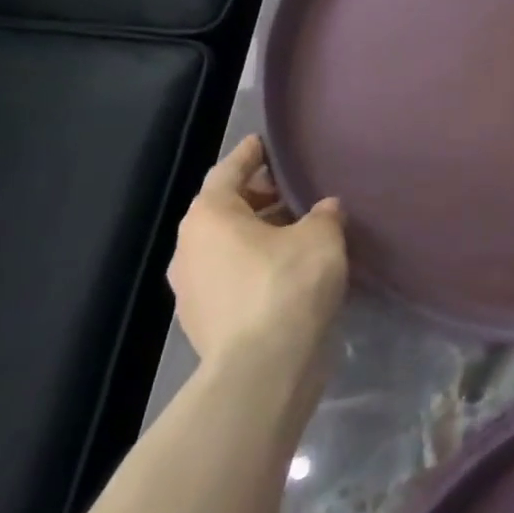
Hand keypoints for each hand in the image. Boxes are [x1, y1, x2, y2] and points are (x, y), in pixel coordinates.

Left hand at [168, 135, 347, 378]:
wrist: (263, 369)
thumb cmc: (288, 284)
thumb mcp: (322, 236)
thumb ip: (323, 214)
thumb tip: (324, 209)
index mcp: (209, 217)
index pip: (228, 172)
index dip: (249, 155)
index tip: (264, 143)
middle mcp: (189, 249)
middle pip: (223, 211)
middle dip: (257, 198)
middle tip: (291, 189)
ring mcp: (191, 291)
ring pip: (226, 248)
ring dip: (257, 235)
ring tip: (296, 230)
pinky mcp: (205, 324)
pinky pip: (230, 279)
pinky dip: (254, 267)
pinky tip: (287, 270)